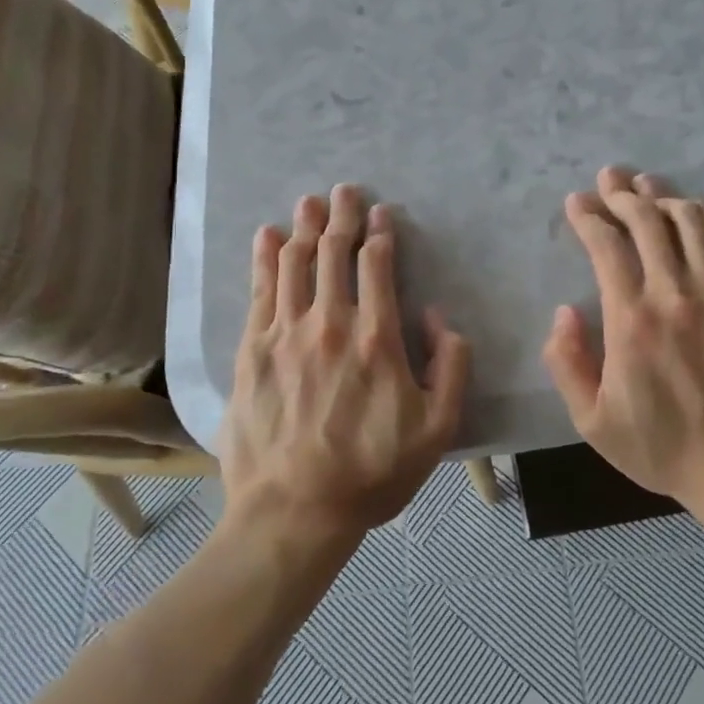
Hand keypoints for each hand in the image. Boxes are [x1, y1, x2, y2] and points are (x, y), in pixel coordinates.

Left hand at [222, 185, 468, 547]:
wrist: (292, 513)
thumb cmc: (370, 474)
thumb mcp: (437, 430)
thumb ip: (451, 367)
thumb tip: (438, 318)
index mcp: (375, 339)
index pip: (377, 266)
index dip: (380, 233)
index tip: (381, 213)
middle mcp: (329, 324)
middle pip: (334, 254)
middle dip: (342, 216)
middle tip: (345, 190)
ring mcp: (285, 334)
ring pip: (295, 263)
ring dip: (305, 227)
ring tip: (310, 201)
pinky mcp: (252, 351)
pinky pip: (259, 291)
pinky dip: (264, 258)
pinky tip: (268, 236)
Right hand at [543, 167, 703, 508]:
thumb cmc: (661, 447)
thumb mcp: (591, 421)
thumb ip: (566, 362)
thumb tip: (564, 310)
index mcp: (630, 319)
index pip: (605, 244)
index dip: (587, 216)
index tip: (576, 204)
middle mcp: (675, 294)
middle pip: (646, 219)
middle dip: (621, 193)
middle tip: (610, 181)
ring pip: (692, 220)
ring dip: (665, 197)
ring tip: (650, 188)